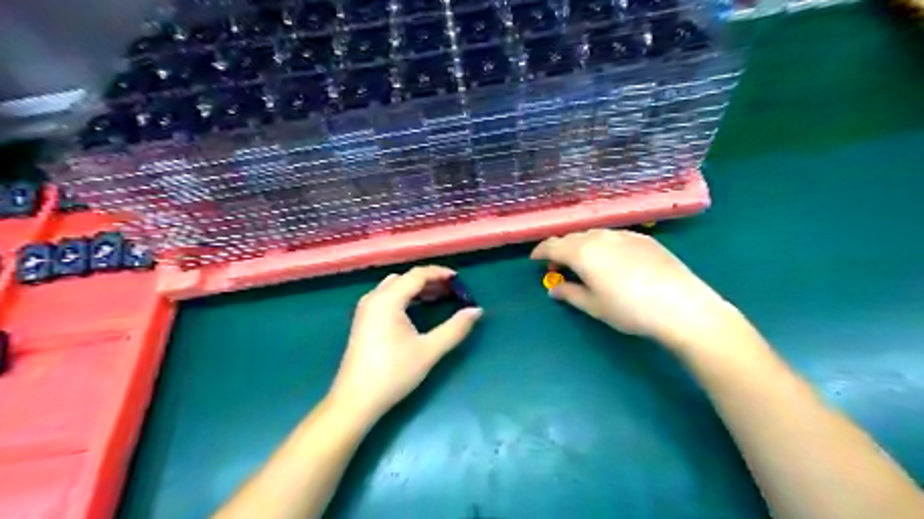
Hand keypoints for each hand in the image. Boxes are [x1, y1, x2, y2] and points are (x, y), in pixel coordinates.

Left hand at [329, 266, 482, 418]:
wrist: (355, 400)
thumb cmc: (393, 373)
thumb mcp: (429, 350)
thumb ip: (455, 328)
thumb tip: (477, 310)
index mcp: (388, 300)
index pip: (417, 275)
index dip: (439, 273)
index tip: (459, 279)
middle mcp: (374, 298)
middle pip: (405, 278)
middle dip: (429, 280)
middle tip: (451, 290)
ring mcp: (365, 309)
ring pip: (394, 287)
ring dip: (416, 288)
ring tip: (438, 297)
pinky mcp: (363, 321)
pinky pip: (386, 297)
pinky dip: (404, 297)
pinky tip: (416, 310)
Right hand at [531, 229, 740, 350]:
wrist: (681, 306)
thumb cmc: (629, 310)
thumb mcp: (594, 306)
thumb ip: (569, 293)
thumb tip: (554, 288)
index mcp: (582, 252)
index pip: (552, 245)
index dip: (540, 251)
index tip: (534, 260)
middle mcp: (600, 236)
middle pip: (572, 237)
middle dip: (561, 249)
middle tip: (559, 266)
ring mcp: (624, 234)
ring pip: (593, 234)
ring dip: (581, 245)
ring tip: (583, 263)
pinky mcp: (644, 238)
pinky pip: (613, 236)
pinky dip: (602, 244)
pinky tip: (611, 260)